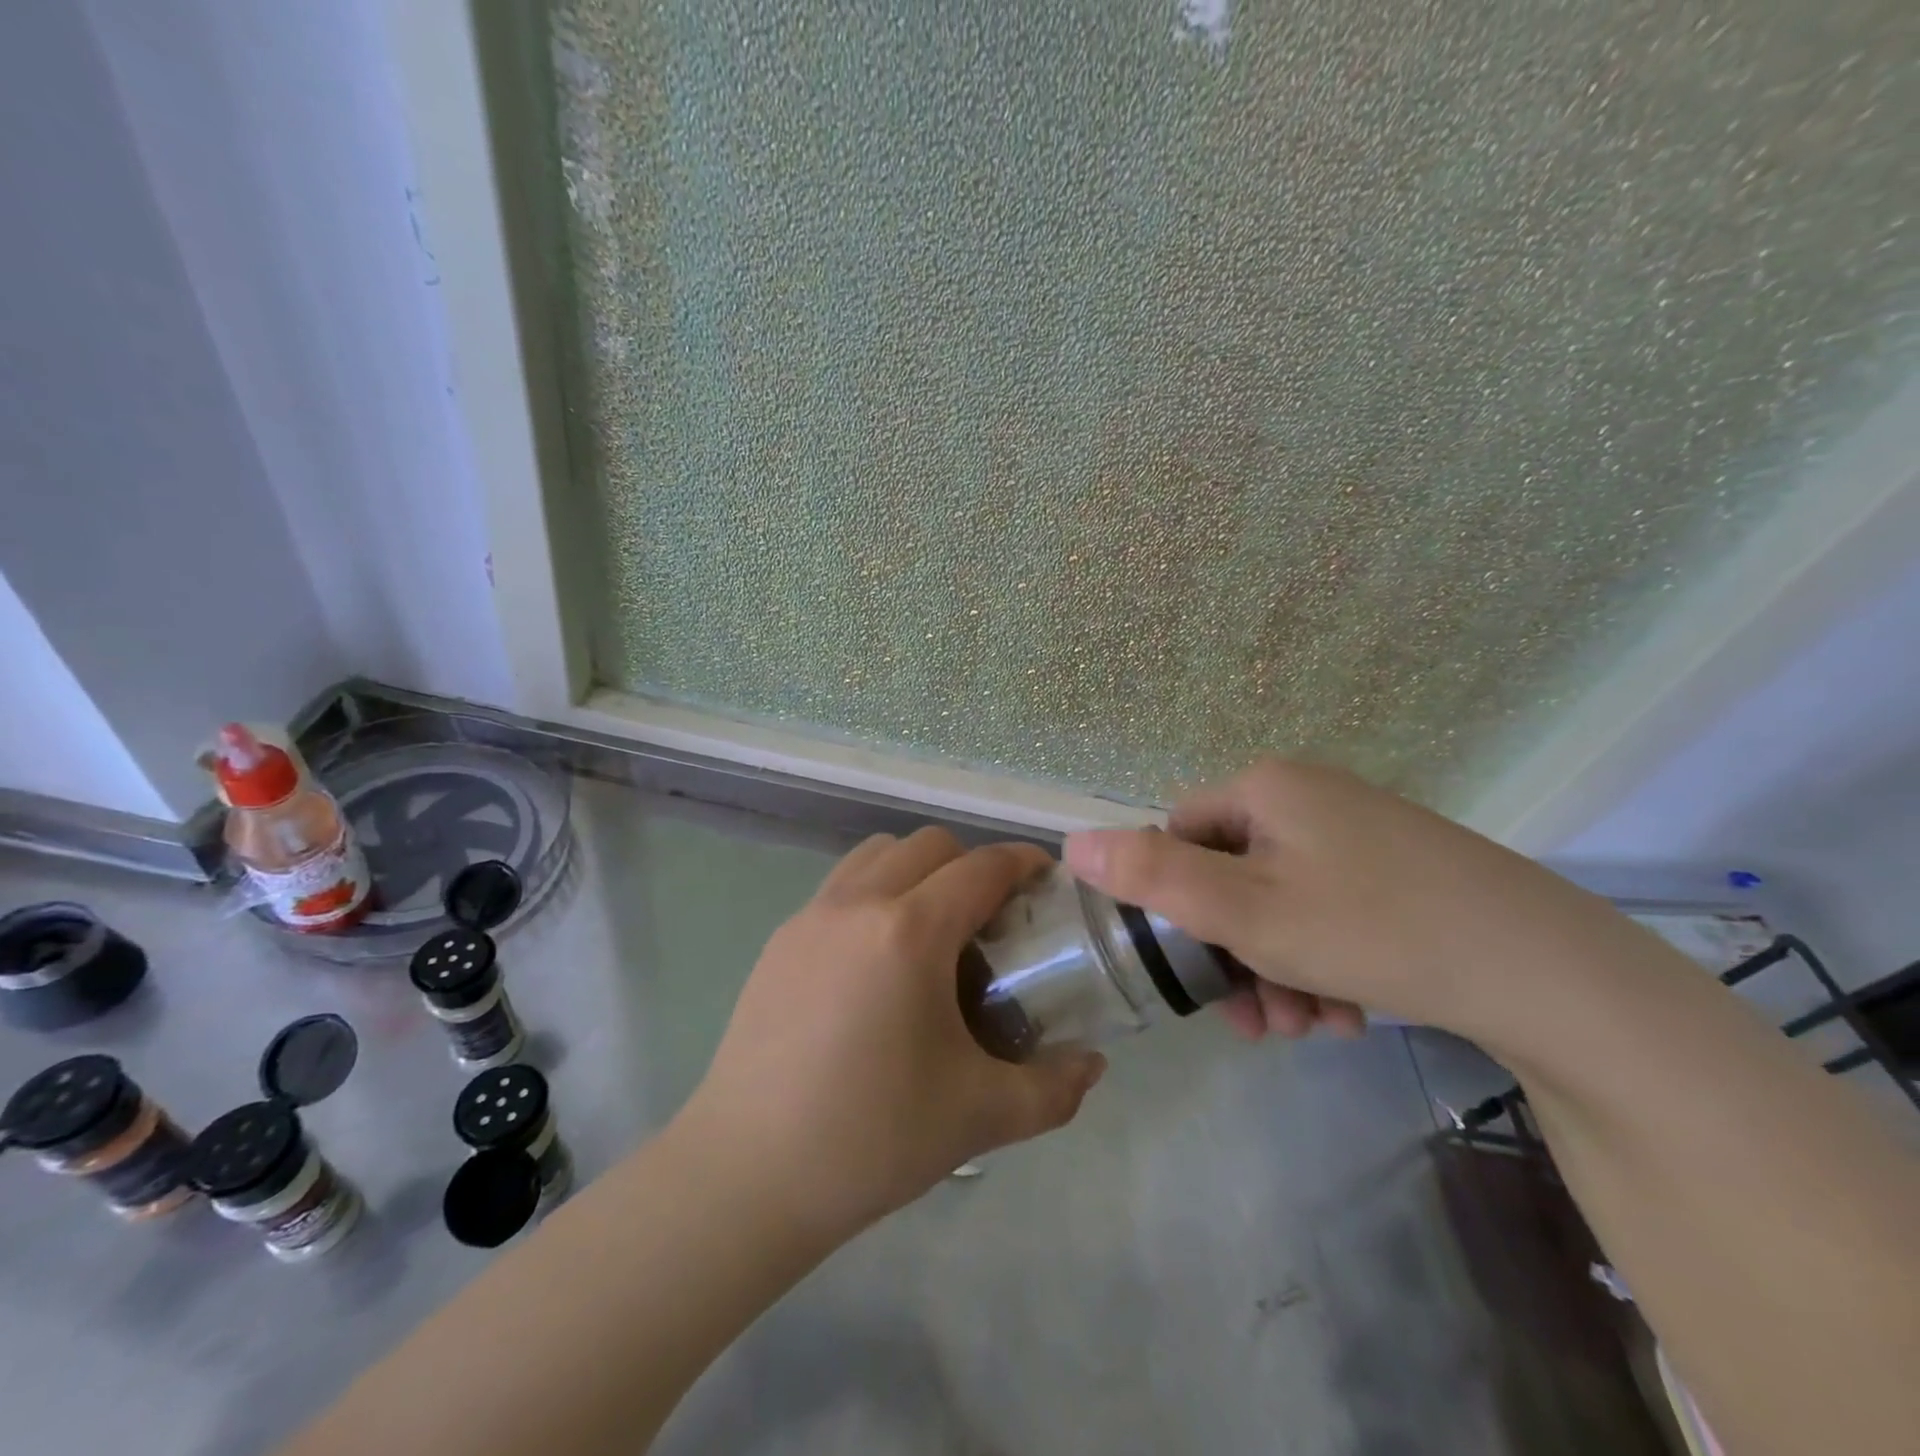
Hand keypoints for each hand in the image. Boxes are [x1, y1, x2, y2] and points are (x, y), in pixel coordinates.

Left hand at [684, 827, 1106, 1237]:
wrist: (747, 1174)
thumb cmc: (871, 1138)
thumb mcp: (980, 1116)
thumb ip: (1052, 1089)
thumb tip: (1092, 1066)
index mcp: (910, 932)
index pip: (982, 866)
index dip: (1023, 863)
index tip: (1046, 882)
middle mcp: (858, 903)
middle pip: (930, 845)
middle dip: (972, 865)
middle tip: (992, 920)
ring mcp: (812, 915)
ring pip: (878, 853)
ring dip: (918, 869)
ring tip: (933, 929)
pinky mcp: (780, 939)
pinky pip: (841, 885)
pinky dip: (875, 890)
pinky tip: (879, 958)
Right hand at [1063, 758, 1620, 1044]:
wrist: (1548, 972)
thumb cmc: (1372, 928)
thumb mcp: (1245, 911)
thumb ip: (1152, 876)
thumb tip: (1070, 842)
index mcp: (1265, 788)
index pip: (1177, 833)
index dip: (1172, 902)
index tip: (1195, 968)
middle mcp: (1308, 796)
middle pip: (1231, 873)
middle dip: (1232, 953)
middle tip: (1255, 1020)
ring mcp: (1358, 831)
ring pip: (1279, 900)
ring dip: (1275, 968)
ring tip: (1307, 1028)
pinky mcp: (1399, 868)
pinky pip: (1329, 909)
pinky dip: (1321, 961)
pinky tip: (1345, 1015)